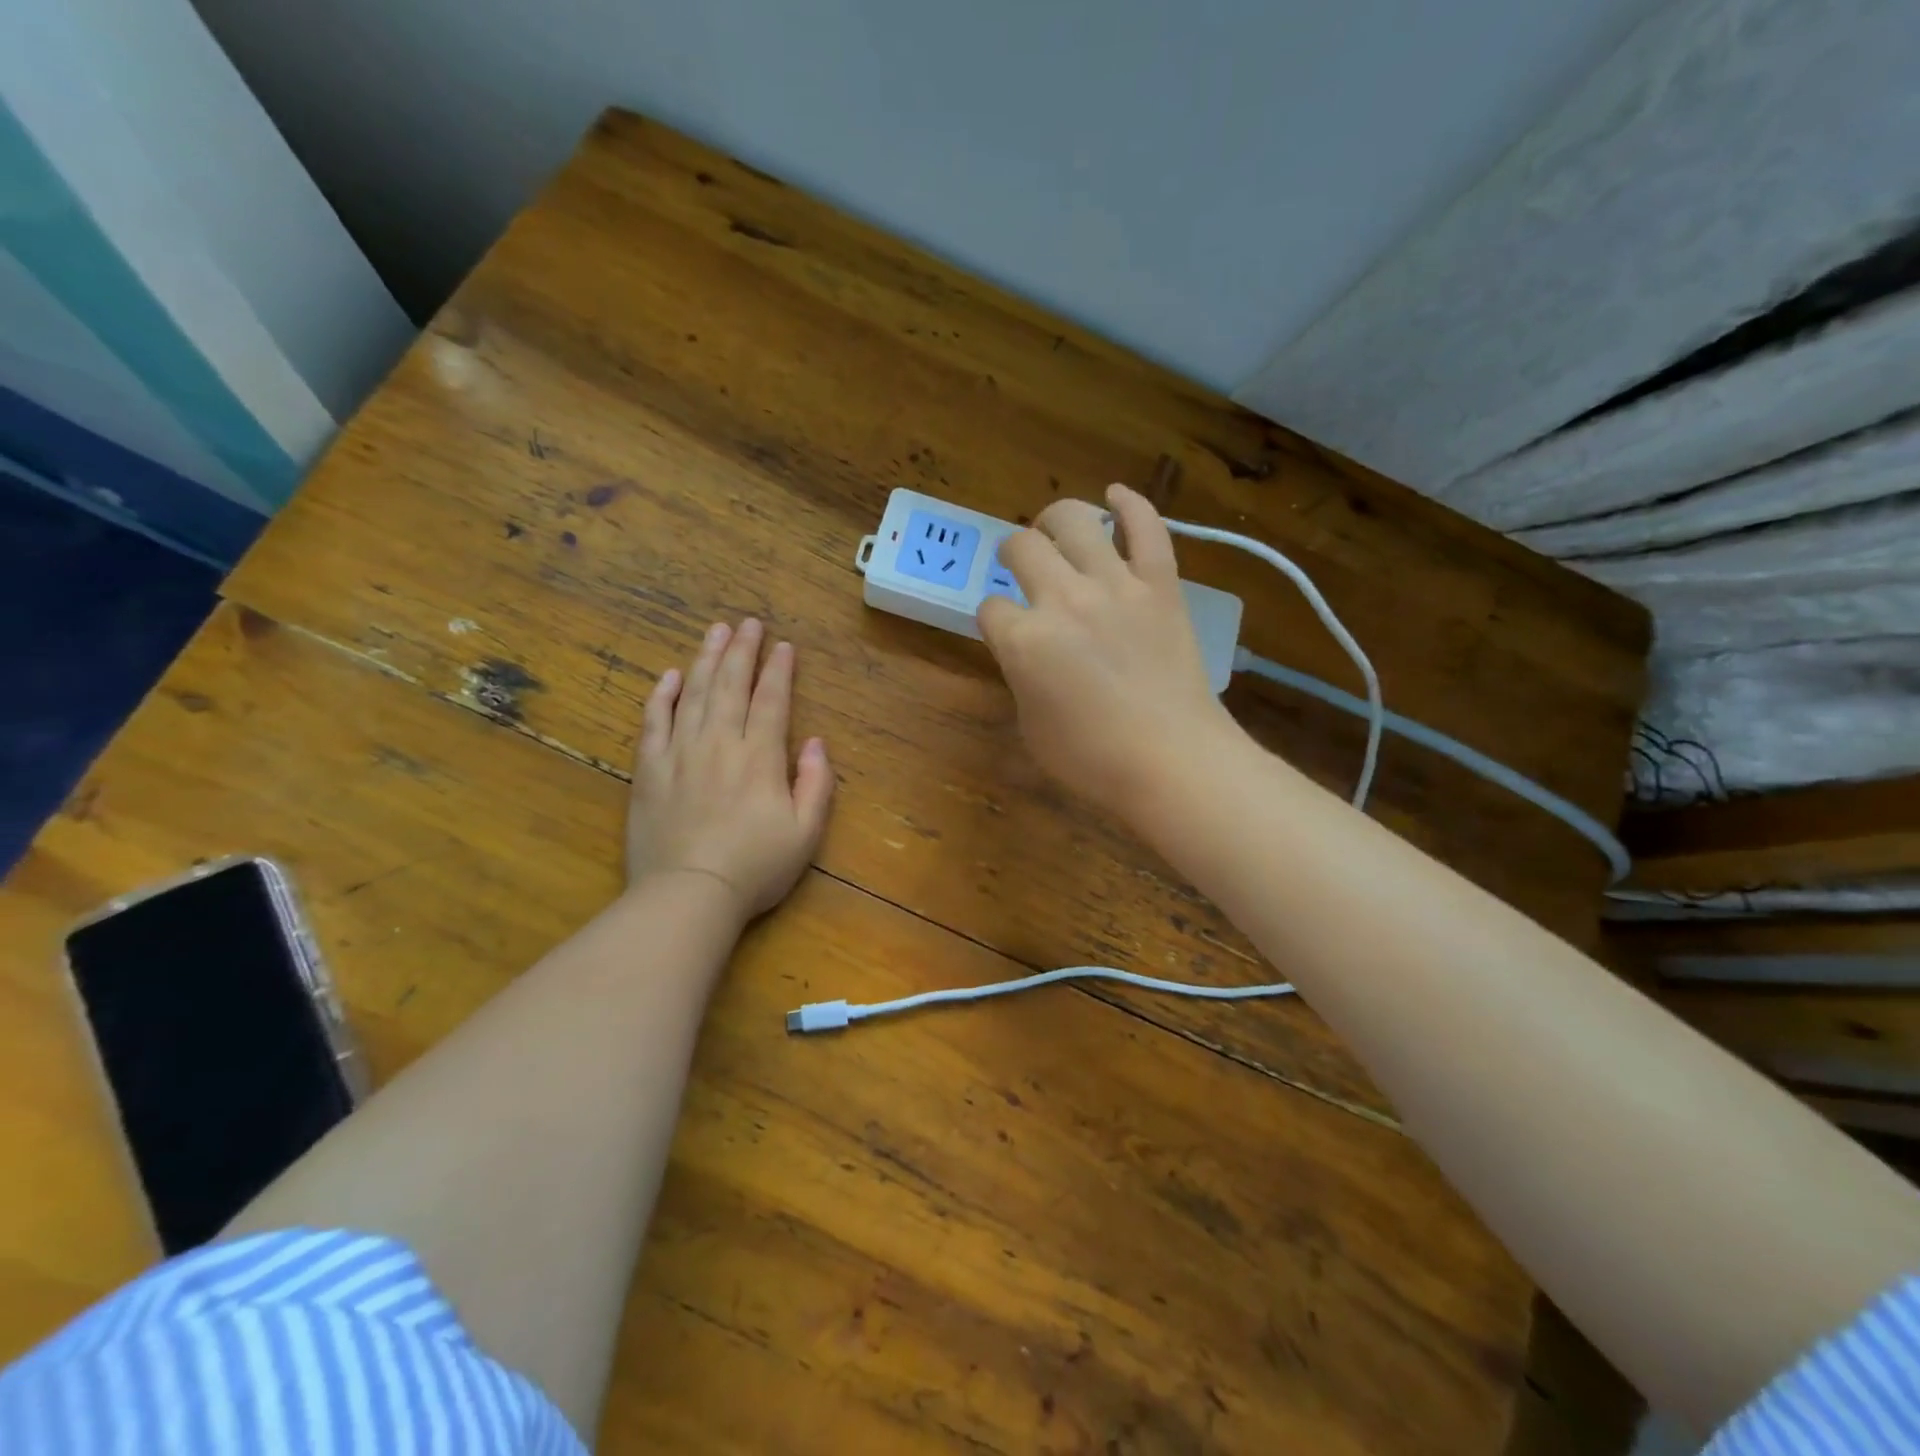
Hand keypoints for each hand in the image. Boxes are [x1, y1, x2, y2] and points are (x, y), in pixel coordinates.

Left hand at [627, 619, 833, 918]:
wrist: (688, 894)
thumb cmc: (755, 868)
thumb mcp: (806, 833)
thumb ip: (816, 783)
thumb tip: (815, 742)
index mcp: (760, 757)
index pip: (772, 700)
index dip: (779, 670)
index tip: (783, 645)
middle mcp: (720, 743)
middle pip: (731, 685)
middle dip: (741, 651)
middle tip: (747, 623)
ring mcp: (680, 754)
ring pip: (693, 694)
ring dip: (705, 659)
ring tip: (714, 631)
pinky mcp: (649, 770)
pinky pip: (653, 722)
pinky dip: (661, 696)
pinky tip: (669, 675)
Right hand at [978, 483, 1240, 814]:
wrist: (1173, 760)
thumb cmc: (1093, 760)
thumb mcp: (1031, 728)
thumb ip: (1021, 679)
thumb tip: (1027, 655)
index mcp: (1024, 641)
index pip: (989, 609)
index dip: (992, 619)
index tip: (1002, 630)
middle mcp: (1064, 600)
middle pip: (1022, 548)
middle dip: (1012, 553)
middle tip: (1017, 563)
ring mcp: (1115, 586)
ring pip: (1075, 523)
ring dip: (1055, 519)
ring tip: (1053, 527)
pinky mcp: (1160, 585)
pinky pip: (1147, 529)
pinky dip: (1131, 504)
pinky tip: (1115, 494)